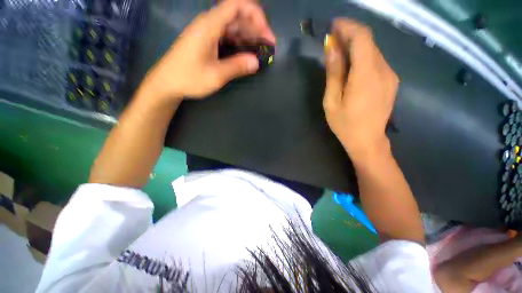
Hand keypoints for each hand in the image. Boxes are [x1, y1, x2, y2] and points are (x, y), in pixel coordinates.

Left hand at [143, 0, 274, 100]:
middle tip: (268, 47)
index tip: (266, 34)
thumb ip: (236, 67)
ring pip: (233, 26)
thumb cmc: (189, 78)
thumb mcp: (215, 75)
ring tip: (261, 50)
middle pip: (237, 16)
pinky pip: (227, 36)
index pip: (236, 6)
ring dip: (249, 36)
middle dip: (256, 28)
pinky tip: (246, 52)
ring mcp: (207, 32)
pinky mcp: (207, 41)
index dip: (255, 15)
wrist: (167, 83)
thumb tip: (256, 63)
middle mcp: (209, 24)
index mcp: (209, 26)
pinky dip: (239, 42)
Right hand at [323, 19, 398, 157]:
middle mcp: (383, 70)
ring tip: (339, 53)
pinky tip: (352, 67)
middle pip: (369, 42)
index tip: (333, 27)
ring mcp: (390, 75)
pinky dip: (363, 57)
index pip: (362, 38)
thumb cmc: (345, 124)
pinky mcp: (391, 81)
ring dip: (356, 47)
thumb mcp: (332, 101)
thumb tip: (331, 47)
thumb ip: (334, 73)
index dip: (348, 27)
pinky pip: (377, 61)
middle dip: (350, 36)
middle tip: (332, 40)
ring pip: (373, 51)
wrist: (368, 141)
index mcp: (366, 75)